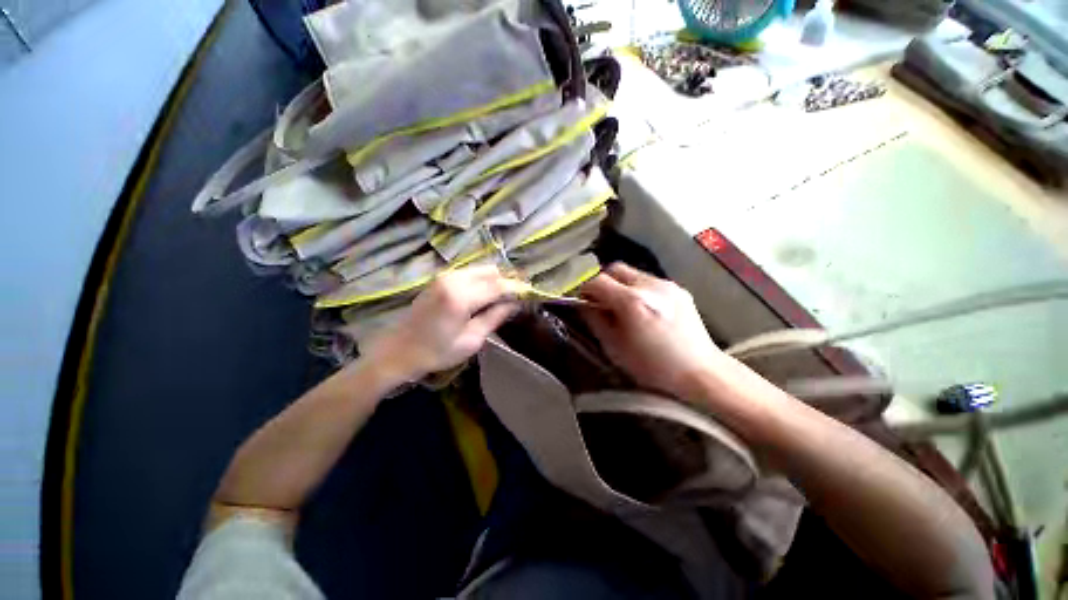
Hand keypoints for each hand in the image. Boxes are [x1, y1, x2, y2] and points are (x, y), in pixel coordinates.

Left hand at [362, 265, 520, 382]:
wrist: (398, 351)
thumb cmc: (436, 352)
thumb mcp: (471, 340)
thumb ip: (495, 317)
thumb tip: (515, 304)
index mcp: (461, 296)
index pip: (498, 285)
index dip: (516, 288)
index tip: (530, 293)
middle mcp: (453, 279)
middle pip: (491, 272)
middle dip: (507, 282)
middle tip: (516, 298)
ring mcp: (445, 276)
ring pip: (481, 270)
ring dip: (495, 281)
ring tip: (502, 298)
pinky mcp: (440, 279)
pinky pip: (470, 273)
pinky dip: (482, 281)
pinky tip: (485, 296)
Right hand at [579, 263, 725, 399]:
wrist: (700, 372)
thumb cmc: (653, 367)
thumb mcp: (615, 348)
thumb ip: (595, 321)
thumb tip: (584, 305)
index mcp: (632, 302)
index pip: (597, 281)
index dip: (585, 289)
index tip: (582, 301)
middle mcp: (650, 286)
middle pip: (615, 268)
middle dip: (602, 281)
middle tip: (600, 301)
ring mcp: (667, 285)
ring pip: (632, 273)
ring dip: (620, 285)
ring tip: (622, 307)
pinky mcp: (679, 289)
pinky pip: (649, 281)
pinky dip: (638, 289)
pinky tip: (643, 309)